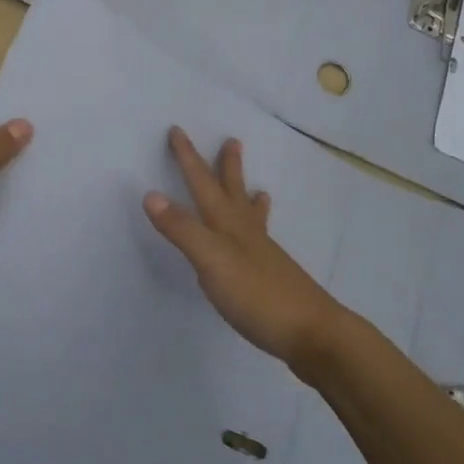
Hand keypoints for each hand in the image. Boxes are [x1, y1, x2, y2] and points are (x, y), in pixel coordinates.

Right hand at [143, 127, 346, 375]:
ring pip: (252, 217)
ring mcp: (263, 255)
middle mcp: (247, 233)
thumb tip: (150, 194)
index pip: (203, 185)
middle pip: (234, 192)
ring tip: (259, 188)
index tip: (177, 130)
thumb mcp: (211, 261)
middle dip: (227, 167)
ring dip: (248, 198)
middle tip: (232, 141)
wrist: (312, 333)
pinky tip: (262, 243)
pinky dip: (259, 232)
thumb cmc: (258, 295)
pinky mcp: (272, 277)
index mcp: (229, 226)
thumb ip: (182, 230)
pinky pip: (261, 242)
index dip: (188, 158)